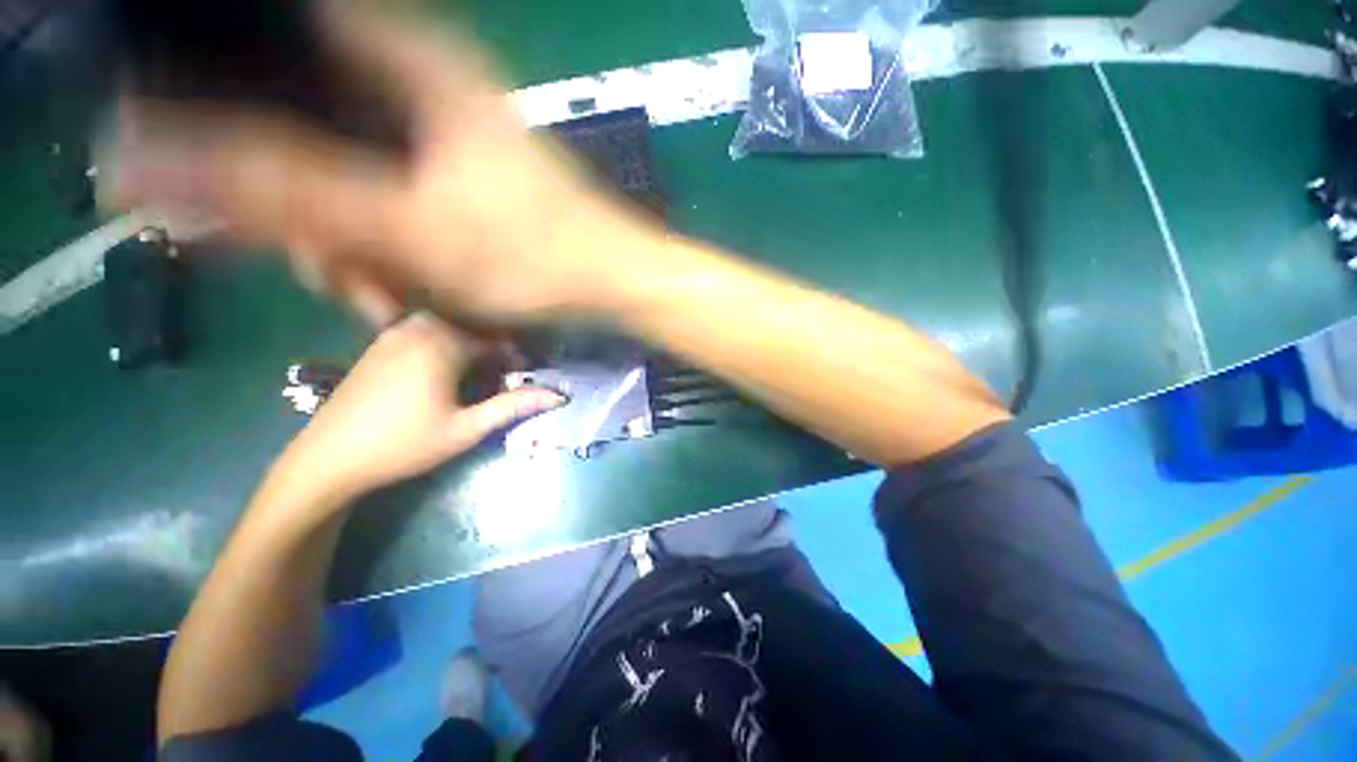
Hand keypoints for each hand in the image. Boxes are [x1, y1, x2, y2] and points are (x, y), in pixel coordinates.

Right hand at [107, 4, 660, 323]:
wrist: (609, 281)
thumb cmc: (533, 255)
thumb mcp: (405, 225)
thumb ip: (278, 187)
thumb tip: (142, 154)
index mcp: (402, 67)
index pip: (268, 46)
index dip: (219, 102)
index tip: (220, 183)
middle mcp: (416, 89)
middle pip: (306, 126)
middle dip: (305, 213)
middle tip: (331, 273)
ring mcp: (439, 138)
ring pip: (350, 176)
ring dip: (351, 247)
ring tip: (381, 297)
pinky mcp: (458, 181)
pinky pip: (391, 202)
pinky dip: (387, 249)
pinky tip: (405, 292)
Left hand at [274, 313, 563, 504]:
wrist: (328, 459)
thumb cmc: (404, 445)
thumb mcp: (466, 429)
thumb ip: (513, 406)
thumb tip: (559, 395)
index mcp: (442, 344)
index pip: (496, 339)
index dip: (516, 357)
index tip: (525, 376)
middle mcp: (418, 328)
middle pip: (472, 327)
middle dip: (494, 348)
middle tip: (503, 375)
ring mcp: (394, 333)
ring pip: (449, 327)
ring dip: (470, 345)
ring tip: (478, 373)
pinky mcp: (379, 344)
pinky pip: (425, 331)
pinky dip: (445, 344)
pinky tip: (444, 372)